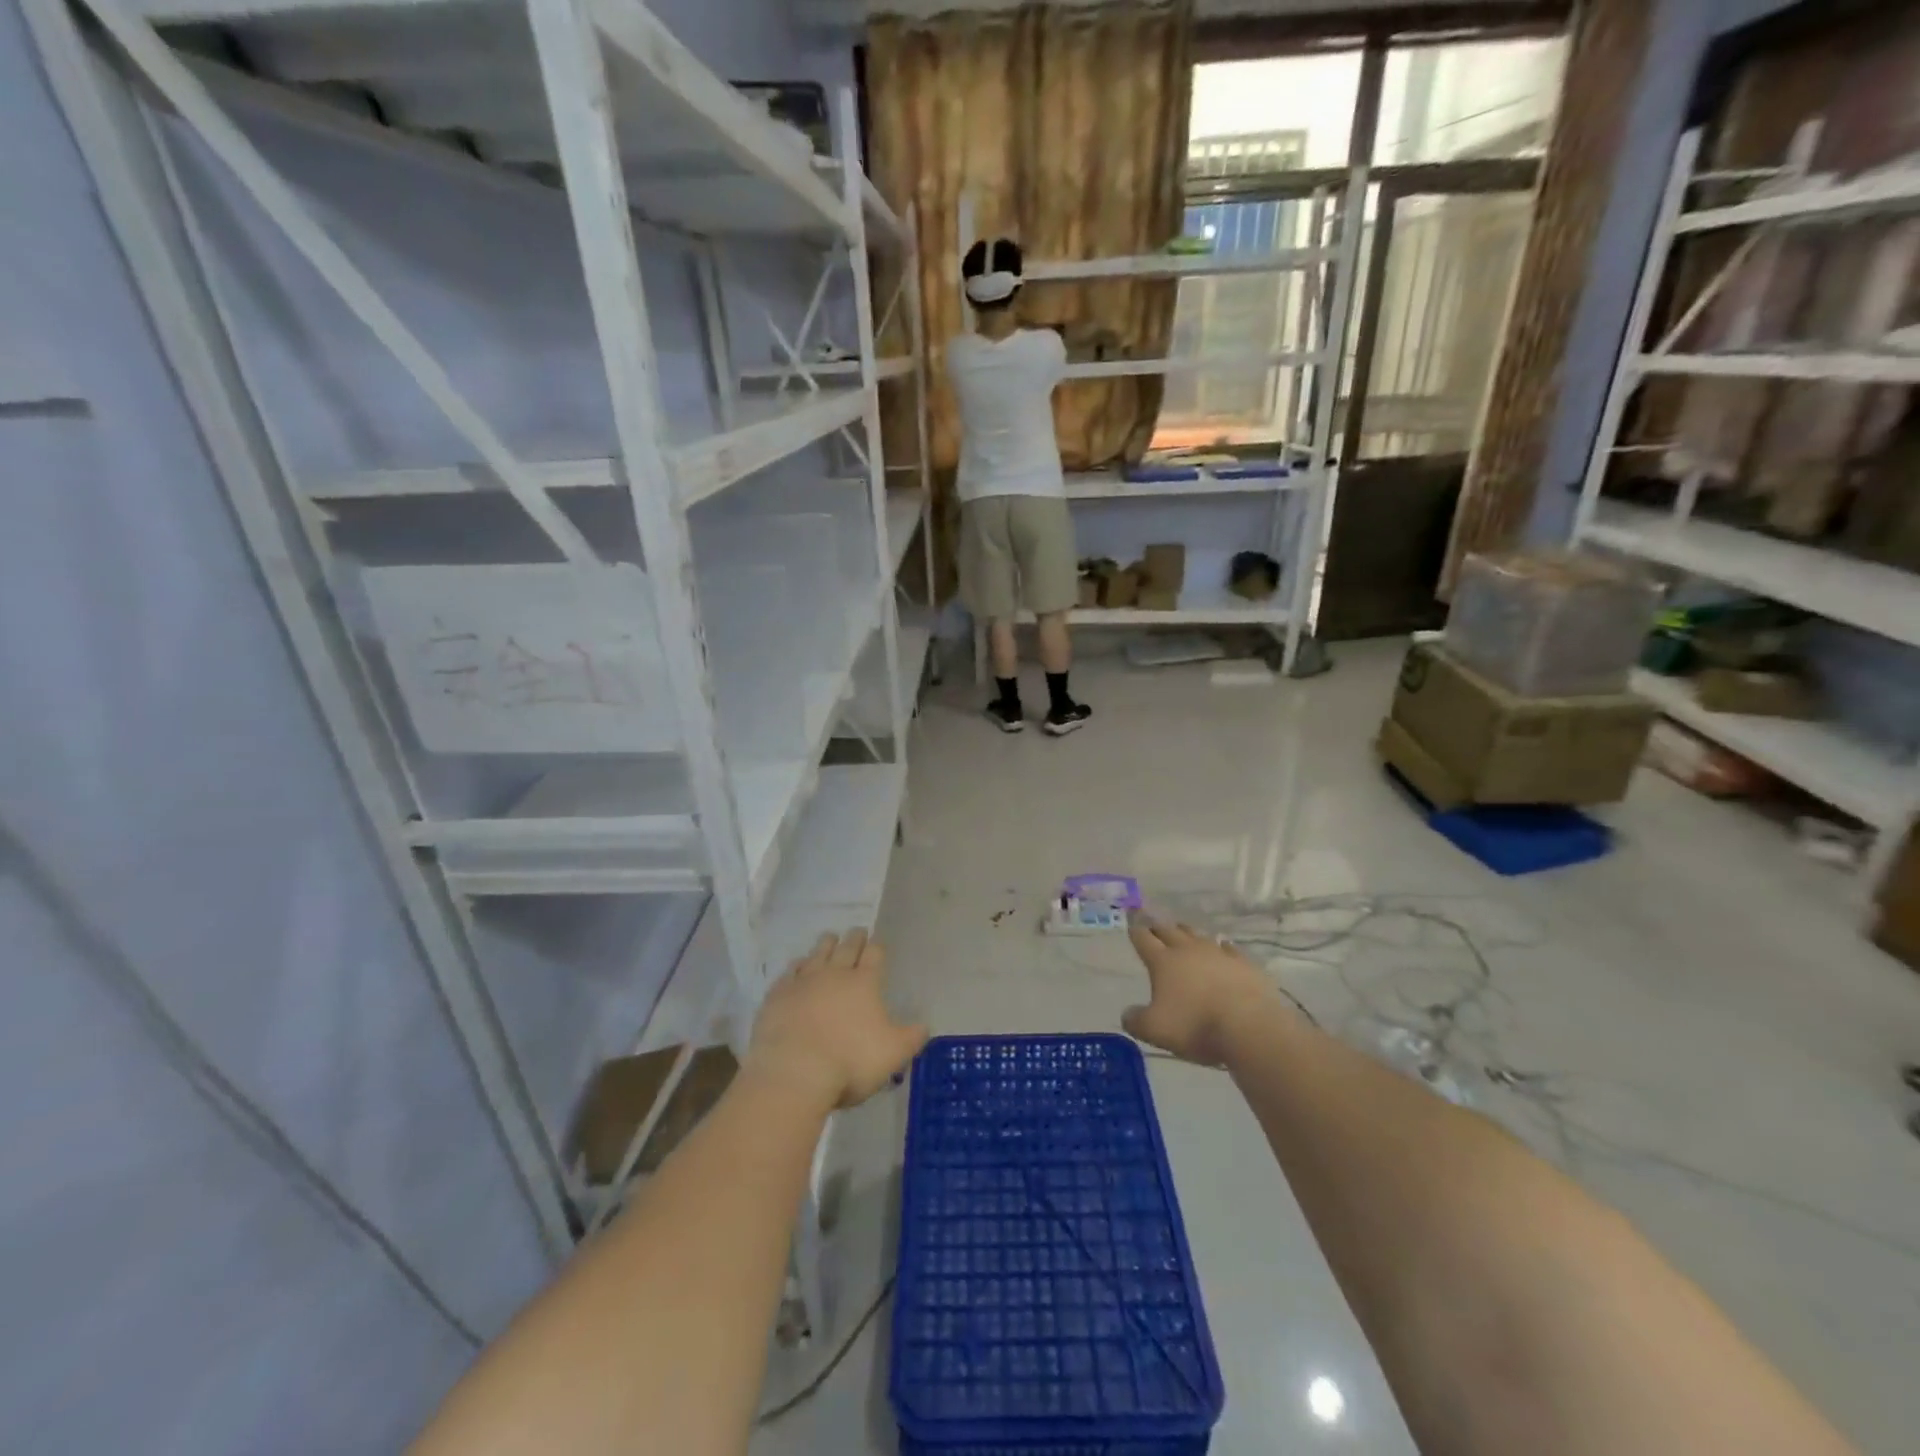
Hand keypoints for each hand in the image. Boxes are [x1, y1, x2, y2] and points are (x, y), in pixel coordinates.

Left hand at [747, 930, 928, 1109]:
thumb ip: (912, 1037)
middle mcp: (835, 974)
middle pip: (846, 948)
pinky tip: (797, 966)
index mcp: (865, 983)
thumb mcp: (893, 1053)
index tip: (877, 941)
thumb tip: (924, 1025)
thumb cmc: (850, 1062)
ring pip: (817, 954)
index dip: (877, 946)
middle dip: (854, 938)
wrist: (794, 1072)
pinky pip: (789, 973)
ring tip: (829, 937)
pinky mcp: (778, 995)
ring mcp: (803, 982)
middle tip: (857, 931)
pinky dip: (796, 967)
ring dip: (825, 945)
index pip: (874, 955)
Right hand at [1122, 915, 1280, 1066]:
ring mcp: (1218, 953)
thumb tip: (1128, 1015)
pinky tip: (1222, 947)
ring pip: (1197, 935)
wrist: (1249, 1027)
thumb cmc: (1196, 1026)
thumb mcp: (1155, 1030)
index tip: (1131, 925)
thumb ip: (1136, 1021)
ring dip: (1186, 932)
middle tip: (1151, 924)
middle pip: (1169, 930)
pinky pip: (1229, 948)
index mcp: (1163, 961)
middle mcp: (1188, 950)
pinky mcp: (1244, 963)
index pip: (1143, 939)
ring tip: (1181, 930)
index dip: (1135, 932)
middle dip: (1157, 927)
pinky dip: (1221, 947)